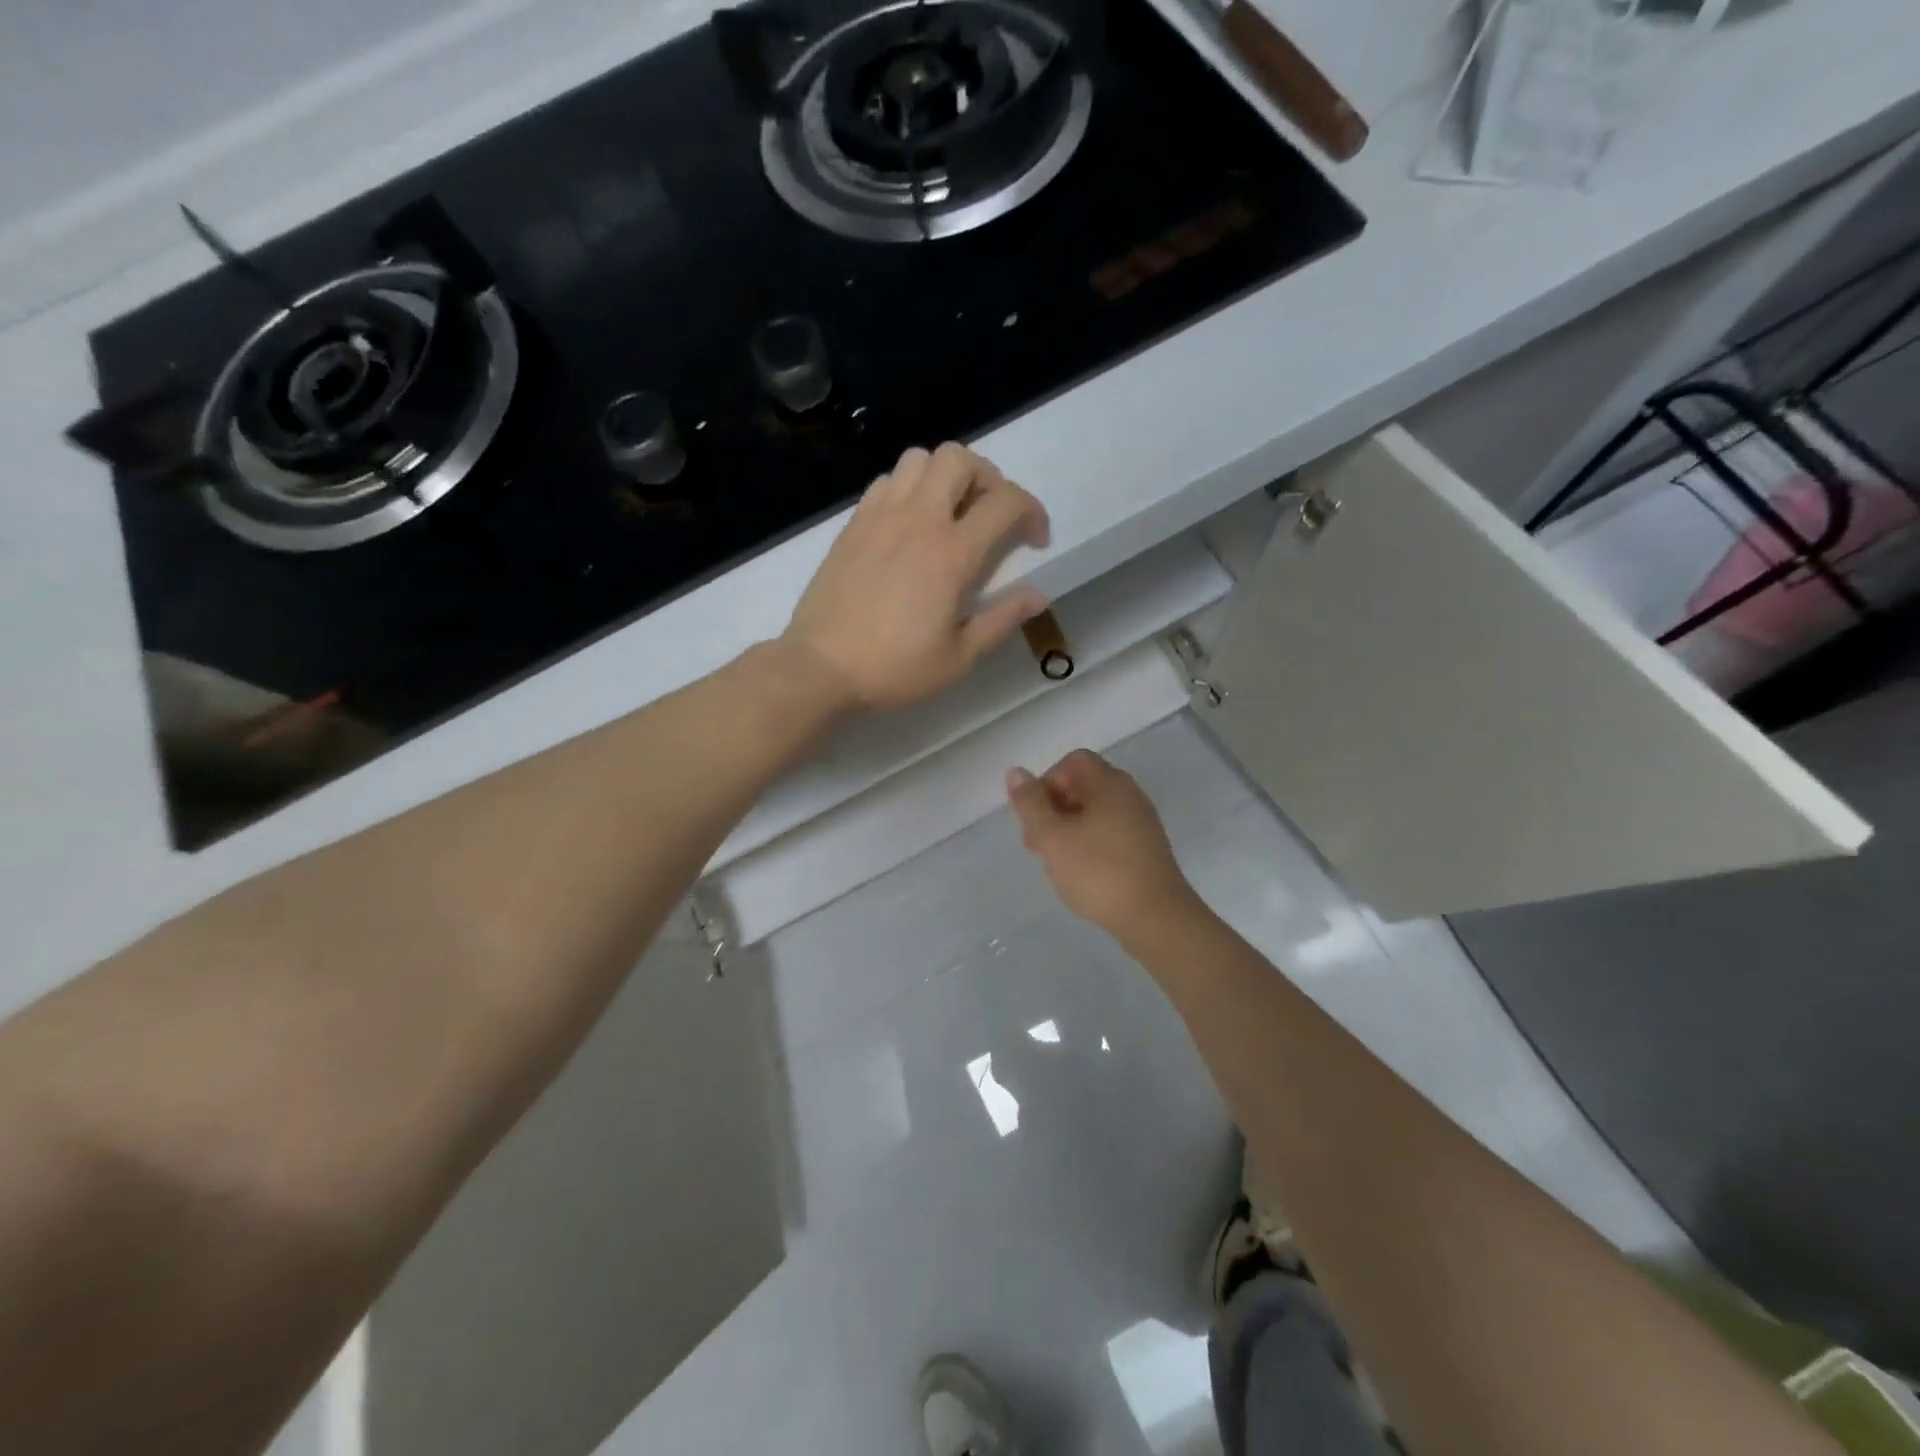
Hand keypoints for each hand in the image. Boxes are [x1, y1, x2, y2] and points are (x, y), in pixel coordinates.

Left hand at [782, 443, 1049, 712]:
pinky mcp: (853, 523)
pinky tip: (908, 524)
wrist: (821, 668)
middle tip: (989, 516)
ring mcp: (880, 516)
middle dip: (988, 478)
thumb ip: (1001, 620)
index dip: (1033, 511)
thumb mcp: (959, 657)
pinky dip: (908, 488)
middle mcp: (918, 520)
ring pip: (919, 458)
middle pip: (960, 459)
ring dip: (944, 475)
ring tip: (948, 512)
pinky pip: (886, 480)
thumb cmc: (894, 668)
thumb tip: (1039, 596)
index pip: (1006, 501)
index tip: (1034, 540)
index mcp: (952, 554)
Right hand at [1006, 750, 1204, 941]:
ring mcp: (1141, 823)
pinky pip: (1109, 833)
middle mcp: (1129, 795)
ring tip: (1055, 863)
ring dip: (1068, 830)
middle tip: (1038, 844)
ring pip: (1094, 812)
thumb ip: (1030, 803)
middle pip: (1083, 786)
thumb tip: (1016, 772)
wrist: (1156, 919)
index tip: (1036, 816)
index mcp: (1109, 783)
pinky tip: (1081, 874)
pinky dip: (1089, 845)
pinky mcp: (1146, 849)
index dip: (1047, 782)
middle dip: (1053, 809)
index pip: (1072, 762)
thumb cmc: (1099, 873)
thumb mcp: (1052, 838)